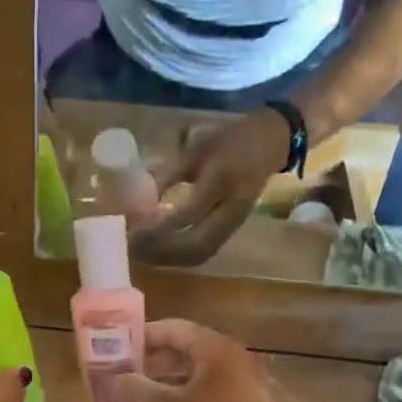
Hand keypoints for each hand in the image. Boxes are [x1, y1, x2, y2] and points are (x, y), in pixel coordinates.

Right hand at [116, 320, 322, 401]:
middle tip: (116, 373)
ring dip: (159, 384)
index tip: (114, 345)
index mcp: (216, 350)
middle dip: (148, 362)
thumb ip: (139, 392)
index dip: (142, 336)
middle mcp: (228, 361)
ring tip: (128, 396)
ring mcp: (235, 386)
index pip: (173, 329)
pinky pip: (199, 396)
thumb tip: (113, 379)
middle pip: (181, 351)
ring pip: (189, 377)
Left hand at [131, 107, 289, 265]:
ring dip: (168, 259)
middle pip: (195, 243)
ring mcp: (234, 224)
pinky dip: (179, 258)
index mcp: (221, 179)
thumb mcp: (195, 150)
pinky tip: (160, 254)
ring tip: (141, 254)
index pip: (188, 213)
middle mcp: (231, 208)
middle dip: (160, 250)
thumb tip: (134, 202)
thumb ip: (166, 176)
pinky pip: (204, 253)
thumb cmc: (228, 142)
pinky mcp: (231, 232)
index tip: (132, 229)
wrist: (270, 144)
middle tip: (132, 247)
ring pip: (199, 253)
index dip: (158, 227)